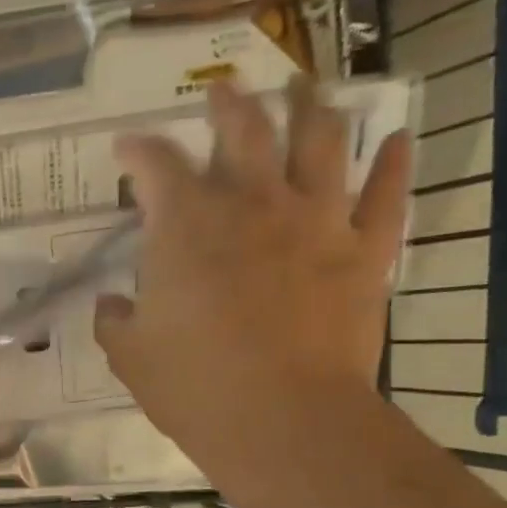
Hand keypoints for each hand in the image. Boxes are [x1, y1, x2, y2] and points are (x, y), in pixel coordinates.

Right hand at [95, 76, 412, 488]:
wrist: (283, 420)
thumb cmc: (195, 387)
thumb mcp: (130, 357)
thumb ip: (114, 322)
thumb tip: (109, 305)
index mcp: (186, 225)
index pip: (155, 164)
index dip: (137, 150)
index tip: (126, 148)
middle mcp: (252, 204)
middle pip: (243, 129)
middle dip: (228, 104)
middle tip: (222, 90)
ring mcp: (317, 221)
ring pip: (320, 141)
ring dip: (311, 107)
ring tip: (306, 87)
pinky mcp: (364, 252)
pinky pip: (386, 196)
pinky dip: (393, 164)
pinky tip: (396, 139)